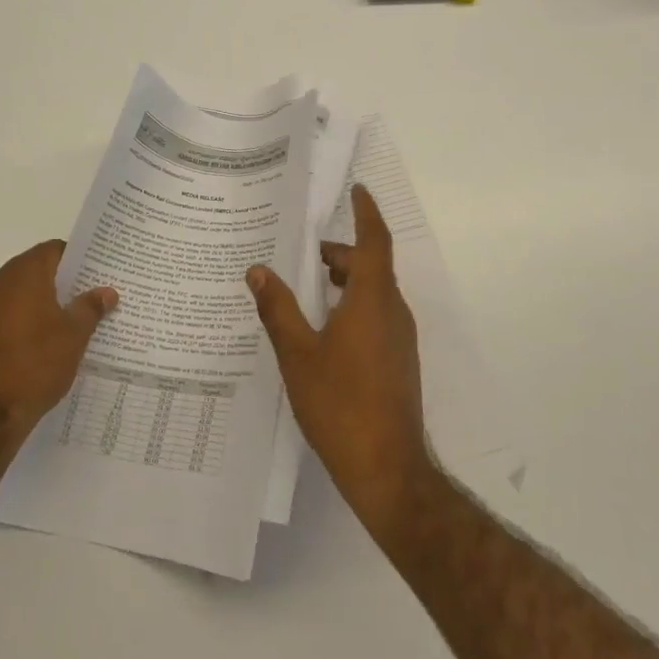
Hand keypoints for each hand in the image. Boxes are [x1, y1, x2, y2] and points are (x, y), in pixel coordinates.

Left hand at [0, 241, 117, 435]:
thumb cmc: (34, 364)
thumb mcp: (74, 335)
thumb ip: (90, 307)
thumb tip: (106, 292)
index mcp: (22, 273)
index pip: (54, 250)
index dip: (78, 260)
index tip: (98, 274)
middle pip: (35, 271)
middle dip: (62, 284)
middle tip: (90, 299)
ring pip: (18, 296)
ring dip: (41, 305)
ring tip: (69, 325)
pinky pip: (3, 319)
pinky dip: (22, 325)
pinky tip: (40, 348)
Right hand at [246, 186, 430, 523]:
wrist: (387, 468)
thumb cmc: (340, 404)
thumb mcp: (298, 355)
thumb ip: (278, 309)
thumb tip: (258, 271)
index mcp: (372, 300)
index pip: (374, 241)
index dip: (366, 212)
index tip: (358, 190)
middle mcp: (393, 311)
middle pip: (370, 266)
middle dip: (339, 254)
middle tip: (303, 254)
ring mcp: (400, 338)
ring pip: (373, 292)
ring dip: (344, 282)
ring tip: (306, 290)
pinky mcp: (399, 361)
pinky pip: (376, 316)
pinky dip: (351, 306)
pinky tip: (323, 330)